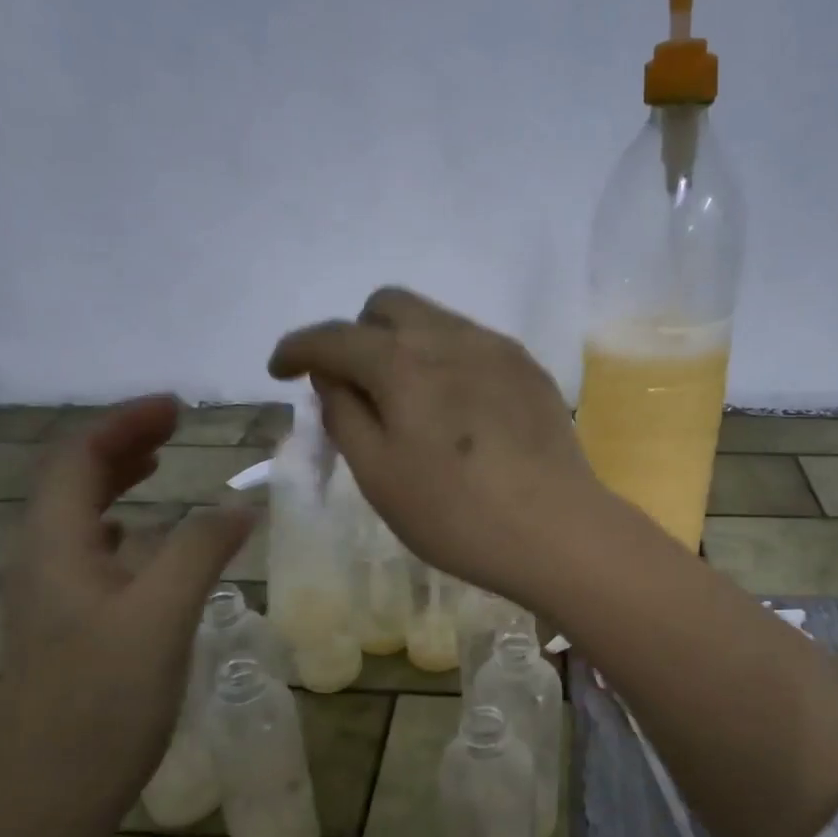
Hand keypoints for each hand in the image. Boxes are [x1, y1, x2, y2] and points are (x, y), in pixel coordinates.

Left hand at [0, 398, 253, 836]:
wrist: (46, 801)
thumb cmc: (102, 702)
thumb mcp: (161, 616)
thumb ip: (201, 550)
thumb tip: (241, 503)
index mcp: (53, 547)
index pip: (77, 458)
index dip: (124, 423)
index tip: (177, 408)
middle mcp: (39, 563)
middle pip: (70, 482)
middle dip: (120, 444)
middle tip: (174, 428)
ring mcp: (47, 599)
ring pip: (76, 519)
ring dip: (115, 483)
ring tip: (158, 467)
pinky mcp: (63, 630)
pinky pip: (88, 555)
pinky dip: (120, 528)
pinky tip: (143, 544)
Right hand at [268, 287, 607, 604]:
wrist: (557, 530)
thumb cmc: (455, 514)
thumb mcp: (379, 475)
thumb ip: (345, 415)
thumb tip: (334, 377)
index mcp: (402, 363)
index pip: (334, 336)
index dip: (298, 348)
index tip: (280, 370)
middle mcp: (450, 337)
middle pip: (388, 305)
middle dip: (357, 334)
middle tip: (355, 385)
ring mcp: (497, 349)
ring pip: (434, 319)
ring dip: (404, 344)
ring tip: (408, 400)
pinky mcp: (529, 369)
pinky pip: (473, 343)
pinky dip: (445, 359)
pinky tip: (456, 409)